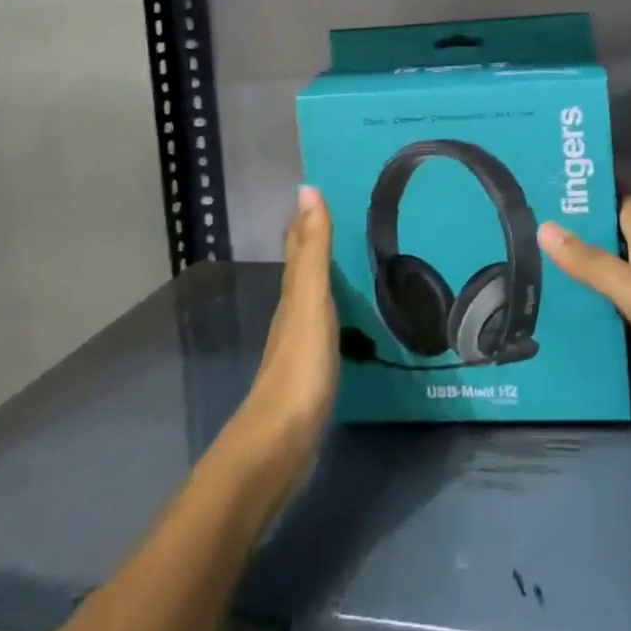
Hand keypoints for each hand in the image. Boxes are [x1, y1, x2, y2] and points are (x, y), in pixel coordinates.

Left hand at [241, 186, 339, 466]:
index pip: (298, 245)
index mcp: (293, 293)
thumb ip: (312, 248)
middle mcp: (292, 312)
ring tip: (349, 259)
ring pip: (310, 296)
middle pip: (301, 268)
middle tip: (340, 216)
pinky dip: (333, 309)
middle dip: (313, 240)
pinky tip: (346, 316)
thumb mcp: (310, 299)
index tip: (317, 189)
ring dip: (323, 274)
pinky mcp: (310, 372)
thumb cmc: (300, 365)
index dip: (304, 218)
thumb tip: (306, 189)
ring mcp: (299, 344)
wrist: (281, 441)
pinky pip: (323, 325)